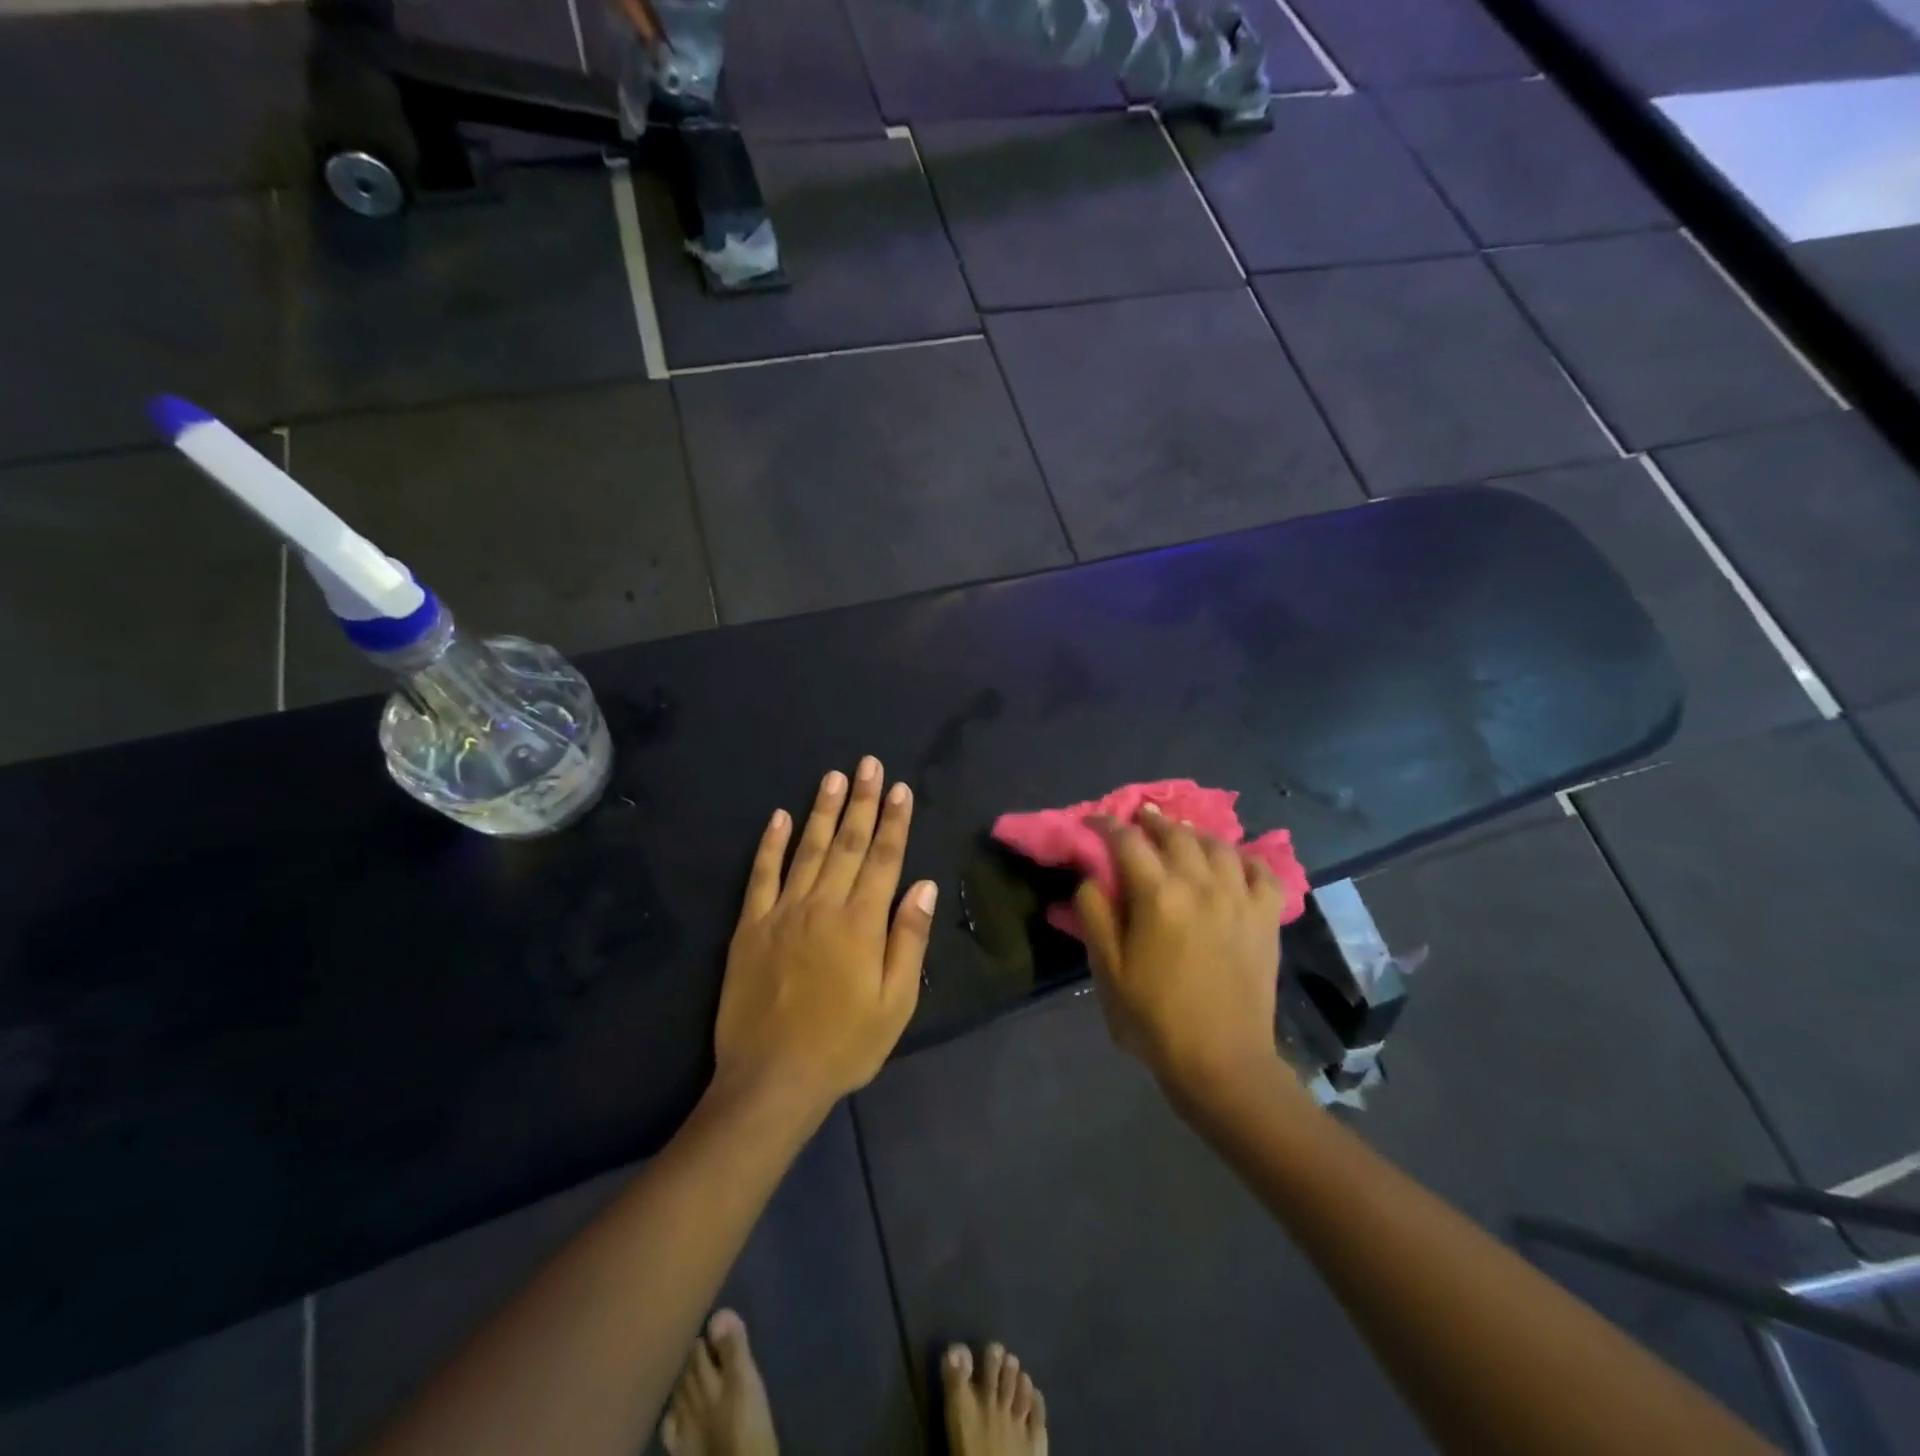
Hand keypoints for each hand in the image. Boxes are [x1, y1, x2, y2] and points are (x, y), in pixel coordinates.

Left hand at [714, 757, 935, 1116]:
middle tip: (869, 765)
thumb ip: (908, 939)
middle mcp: (823, 905)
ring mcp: (782, 912)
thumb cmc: (844, 1045)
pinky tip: (777, 818)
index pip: (883, 859)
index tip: (900, 789)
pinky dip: (770, 845)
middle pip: (848, 844)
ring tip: (834, 777)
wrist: (772, 1079)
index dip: (894, 822)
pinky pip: (760, 876)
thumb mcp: (896, 1002)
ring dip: (822, 811)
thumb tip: (923, 886)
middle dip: (862, 802)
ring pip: (808, 850)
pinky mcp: (750, 926)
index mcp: (861, 923)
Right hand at [1074, 807, 1288, 1102]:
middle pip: (1175, 833)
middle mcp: (1201, 884)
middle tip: (1137, 820)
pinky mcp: (1266, 917)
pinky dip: (1245, 859)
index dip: (1107, 825)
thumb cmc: (1153, 1017)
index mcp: (1158, 895)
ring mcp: (1239, 898)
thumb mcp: (1107, 969)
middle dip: (1151, 820)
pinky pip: (1261, 871)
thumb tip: (1092, 876)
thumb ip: (1094, 914)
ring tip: (1181, 837)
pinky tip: (1233, 863)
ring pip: (1217, 845)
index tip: (1094, 822)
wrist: (1220, 1061)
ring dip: (1194, 834)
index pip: (1127, 841)